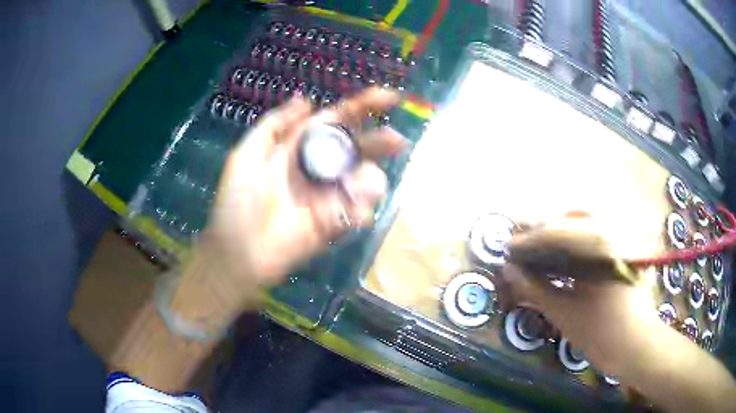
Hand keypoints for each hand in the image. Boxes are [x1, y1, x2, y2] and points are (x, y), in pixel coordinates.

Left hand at [173, 88, 406, 317]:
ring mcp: (330, 196)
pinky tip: (354, 212)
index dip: (363, 106)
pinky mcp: (335, 224)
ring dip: (370, 180)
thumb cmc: (237, 201)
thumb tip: (307, 100)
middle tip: (397, 141)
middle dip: (381, 141)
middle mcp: (321, 167)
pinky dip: (362, 209)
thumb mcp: (247, 153)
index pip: (338, 121)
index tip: (390, 97)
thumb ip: (276, 124)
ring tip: (359, 186)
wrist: (239, 250)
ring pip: (366, 180)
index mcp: (302, 146)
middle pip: (359, 147)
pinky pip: (359, 212)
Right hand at [502, 215, 659, 375]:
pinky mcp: (623, 251)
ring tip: (540, 242)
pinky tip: (564, 252)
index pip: (559, 231)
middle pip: (575, 215)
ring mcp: (621, 240)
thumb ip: (535, 289)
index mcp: (601, 247)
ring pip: (588, 221)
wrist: (636, 345)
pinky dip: (577, 238)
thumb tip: (508, 270)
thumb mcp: (565, 313)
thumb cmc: (602, 333)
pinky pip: (598, 234)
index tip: (508, 245)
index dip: (530, 237)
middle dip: (547, 223)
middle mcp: (613, 234)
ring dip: (561, 227)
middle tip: (524, 238)